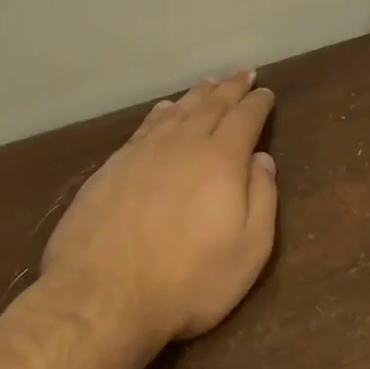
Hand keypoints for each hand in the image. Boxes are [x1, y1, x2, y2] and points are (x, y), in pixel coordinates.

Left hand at [42, 70, 278, 345]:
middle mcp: (182, 145)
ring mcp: (142, 153)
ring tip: (209, 83)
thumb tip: (263, 158)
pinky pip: (144, 127)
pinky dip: (161, 113)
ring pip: (176, 112)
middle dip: (230, 87)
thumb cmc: (189, 280)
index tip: (266, 92)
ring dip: (196, 95)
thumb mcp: (249, 250)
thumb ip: (262, 199)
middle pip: (210, 105)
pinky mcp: (111, 168)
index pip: (244, 119)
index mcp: (221, 160)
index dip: (258, 103)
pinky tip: (164, 109)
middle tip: (242, 72)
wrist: (103, 296)